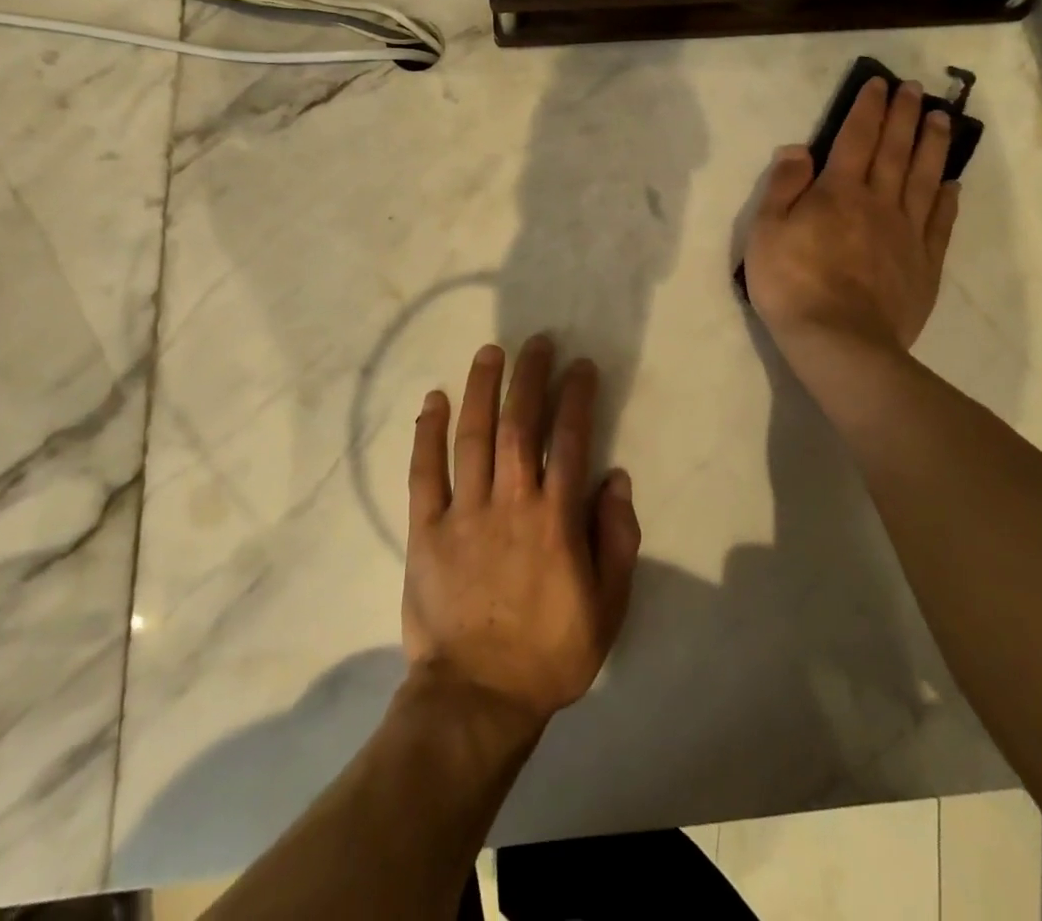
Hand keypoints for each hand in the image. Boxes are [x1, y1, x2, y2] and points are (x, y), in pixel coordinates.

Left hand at [402, 337, 641, 728]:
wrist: (477, 699)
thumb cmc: (550, 653)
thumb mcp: (608, 606)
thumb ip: (617, 539)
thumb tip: (616, 479)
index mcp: (556, 519)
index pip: (569, 440)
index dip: (576, 397)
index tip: (580, 366)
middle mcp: (511, 503)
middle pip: (519, 424)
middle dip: (529, 377)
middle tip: (535, 342)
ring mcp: (464, 513)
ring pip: (472, 436)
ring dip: (482, 389)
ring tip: (489, 352)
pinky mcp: (426, 530)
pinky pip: (424, 472)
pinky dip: (428, 433)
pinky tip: (434, 400)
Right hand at [744, 78, 959, 363]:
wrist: (839, 341)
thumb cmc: (792, 284)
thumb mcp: (766, 231)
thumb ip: (784, 186)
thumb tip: (799, 148)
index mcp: (839, 192)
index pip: (856, 138)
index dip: (867, 109)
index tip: (880, 84)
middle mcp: (879, 202)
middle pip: (896, 150)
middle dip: (905, 116)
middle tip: (915, 89)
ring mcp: (907, 233)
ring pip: (925, 178)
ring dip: (933, 145)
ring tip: (942, 119)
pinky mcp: (924, 263)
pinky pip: (940, 221)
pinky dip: (948, 197)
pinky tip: (953, 182)